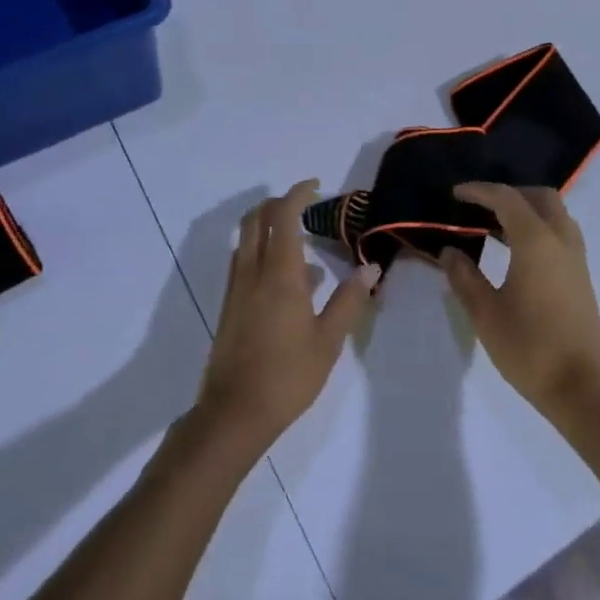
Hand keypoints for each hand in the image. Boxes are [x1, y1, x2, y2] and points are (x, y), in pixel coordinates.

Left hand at [197, 180, 377, 451]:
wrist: (234, 413)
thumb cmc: (288, 375)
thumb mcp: (329, 339)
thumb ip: (349, 299)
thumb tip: (371, 267)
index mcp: (279, 274)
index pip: (284, 216)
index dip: (298, 194)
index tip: (316, 186)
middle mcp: (252, 272)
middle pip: (256, 219)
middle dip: (278, 204)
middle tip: (305, 205)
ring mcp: (236, 289)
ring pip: (246, 240)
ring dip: (268, 227)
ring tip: (302, 243)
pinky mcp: (229, 307)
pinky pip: (244, 262)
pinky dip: (262, 252)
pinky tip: (287, 280)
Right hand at [438, 183, 599, 426]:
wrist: (581, 388)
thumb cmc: (529, 348)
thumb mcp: (486, 314)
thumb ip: (464, 277)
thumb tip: (450, 251)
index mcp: (537, 242)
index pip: (507, 199)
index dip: (480, 191)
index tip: (456, 193)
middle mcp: (561, 241)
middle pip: (540, 197)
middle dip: (510, 193)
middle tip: (480, 206)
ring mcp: (576, 259)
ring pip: (555, 214)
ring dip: (527, 210)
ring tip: (494, 227)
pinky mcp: (582, 277)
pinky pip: (561, 234)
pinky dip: (538, 228)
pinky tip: (516, 252)